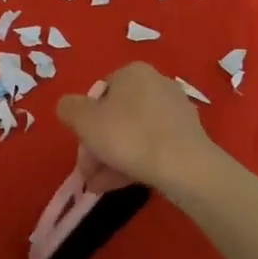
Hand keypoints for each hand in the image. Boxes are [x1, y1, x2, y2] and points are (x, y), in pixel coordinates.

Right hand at [56, 62, 213, 193]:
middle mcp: (157, 84)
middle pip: (116, 117)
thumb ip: (68, 108)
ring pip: (134, 134)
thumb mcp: (83, 120)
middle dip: (98, 146)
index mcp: (133, 72)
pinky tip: (121, 184)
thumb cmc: (127, 135)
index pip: (99, 94)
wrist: (184, 167)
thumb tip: (69, 108)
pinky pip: (153, 146)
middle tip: (88, 172)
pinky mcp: (189, 137)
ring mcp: (176, 111)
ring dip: (112, 158)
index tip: (81, 147)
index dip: (85, 122)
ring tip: (99, 186)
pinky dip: (135, 162)